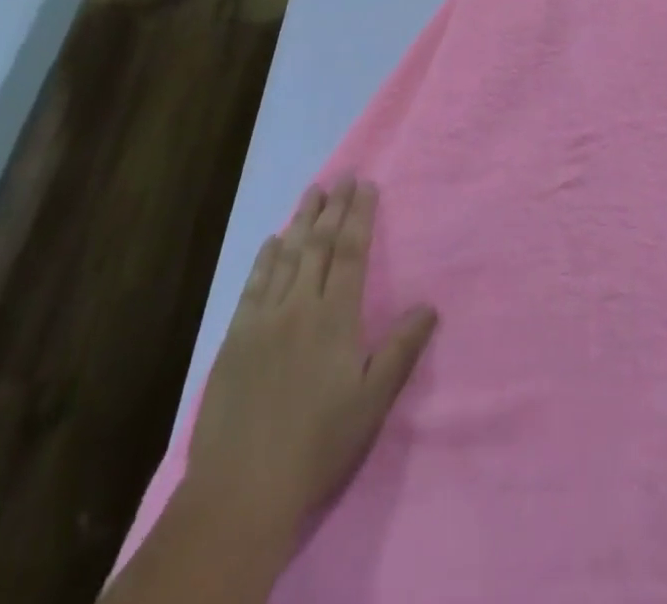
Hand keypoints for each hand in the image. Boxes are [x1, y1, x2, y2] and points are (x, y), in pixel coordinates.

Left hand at [185, 179, 437, 552]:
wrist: (242, 489)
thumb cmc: (318, 445)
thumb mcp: (372, 402)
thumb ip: (400, 349)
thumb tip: (430, 305)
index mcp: (335, 317)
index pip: (351, 252)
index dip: (359, 215)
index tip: (366, 185)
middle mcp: (299, 306)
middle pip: (319, 244)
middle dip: (333, 207)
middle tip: (342, 176)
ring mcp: (263, 319)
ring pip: (286, 256)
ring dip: (301, 221)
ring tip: (312, 192)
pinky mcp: (236, 338)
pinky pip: (254, 285)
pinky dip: (265, 258)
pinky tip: (272, 241)